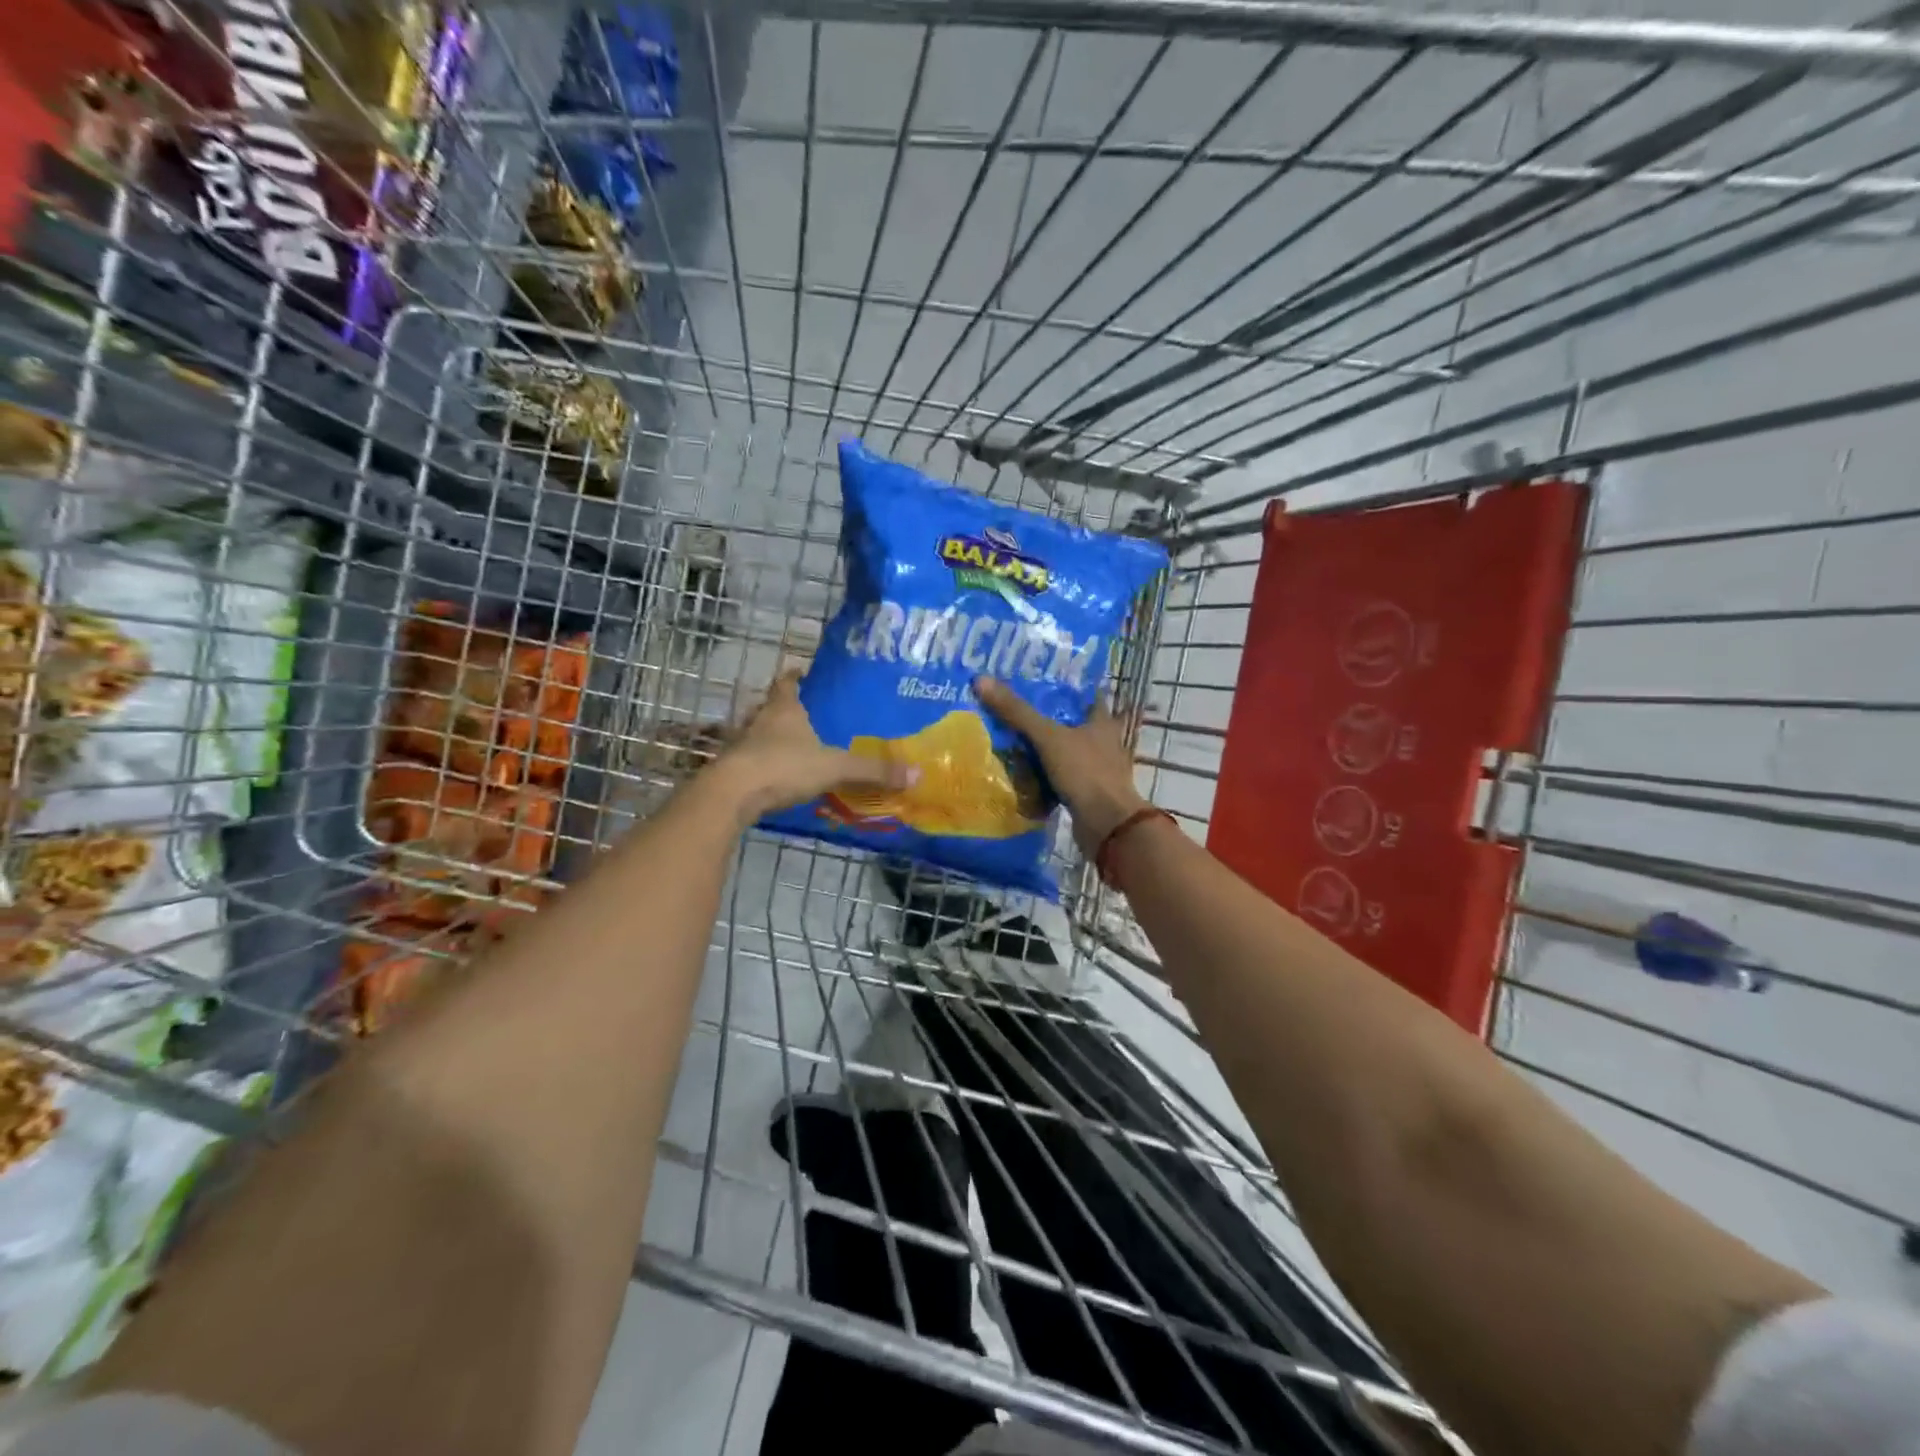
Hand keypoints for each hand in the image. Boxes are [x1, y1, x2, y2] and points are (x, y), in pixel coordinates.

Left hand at [718, 670, 915, 820]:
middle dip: (786, 709)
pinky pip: (751, 761)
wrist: (732, 794)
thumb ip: (872, 770)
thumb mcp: (834, 767)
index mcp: (784, 709)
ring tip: (794, 747)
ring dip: (772, 738)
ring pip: (758, 733)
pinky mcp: (733, 769)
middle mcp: (760, 720)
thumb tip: (916, 773)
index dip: (796, 677)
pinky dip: (764, 765)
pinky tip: (777, 777)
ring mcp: (742, 745)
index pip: (788, 682)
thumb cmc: (783, 766)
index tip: (804, 673)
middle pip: (771, 707)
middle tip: (807, 715)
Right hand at [974, 676, 1149, 855]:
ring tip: (1013, 741)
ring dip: (1046, 749)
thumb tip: (982, 680)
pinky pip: (1063, 777)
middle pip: (1074, 724)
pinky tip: (1024, 773)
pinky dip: (1046, 775)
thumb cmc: (1085, 772)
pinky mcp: (1088, 792)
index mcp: (1102, 722)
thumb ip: (1017, 712)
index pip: (1087, 696)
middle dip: (1048, 719)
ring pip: (1067, 752)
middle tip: (1016, 711)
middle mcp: (1103, 743)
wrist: (1107, 824)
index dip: (1066, 688)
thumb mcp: (1048, 738)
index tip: (1039, 683)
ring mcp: (1097, 770)